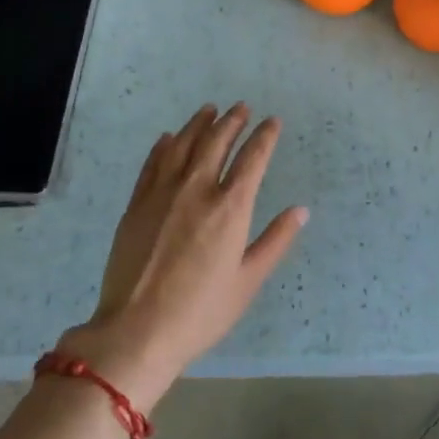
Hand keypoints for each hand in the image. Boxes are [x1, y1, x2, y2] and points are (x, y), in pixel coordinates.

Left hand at [60, 104, 307, 410]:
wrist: (136, 330)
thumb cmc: (201, 311)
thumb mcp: (248, 281)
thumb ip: (275, 241)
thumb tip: (301, 211)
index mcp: (230, 208)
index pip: (252, 158)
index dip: (264, 136)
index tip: (272, 122)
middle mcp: (197, 189)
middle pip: (217, 142)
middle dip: (232, 121)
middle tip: (241, 107)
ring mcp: (163, 193)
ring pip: (183, 145)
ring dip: (199, 124)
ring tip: (209, 110)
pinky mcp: (137, 204)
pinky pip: (153, 163)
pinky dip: (163, 146)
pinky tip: (169, 137)